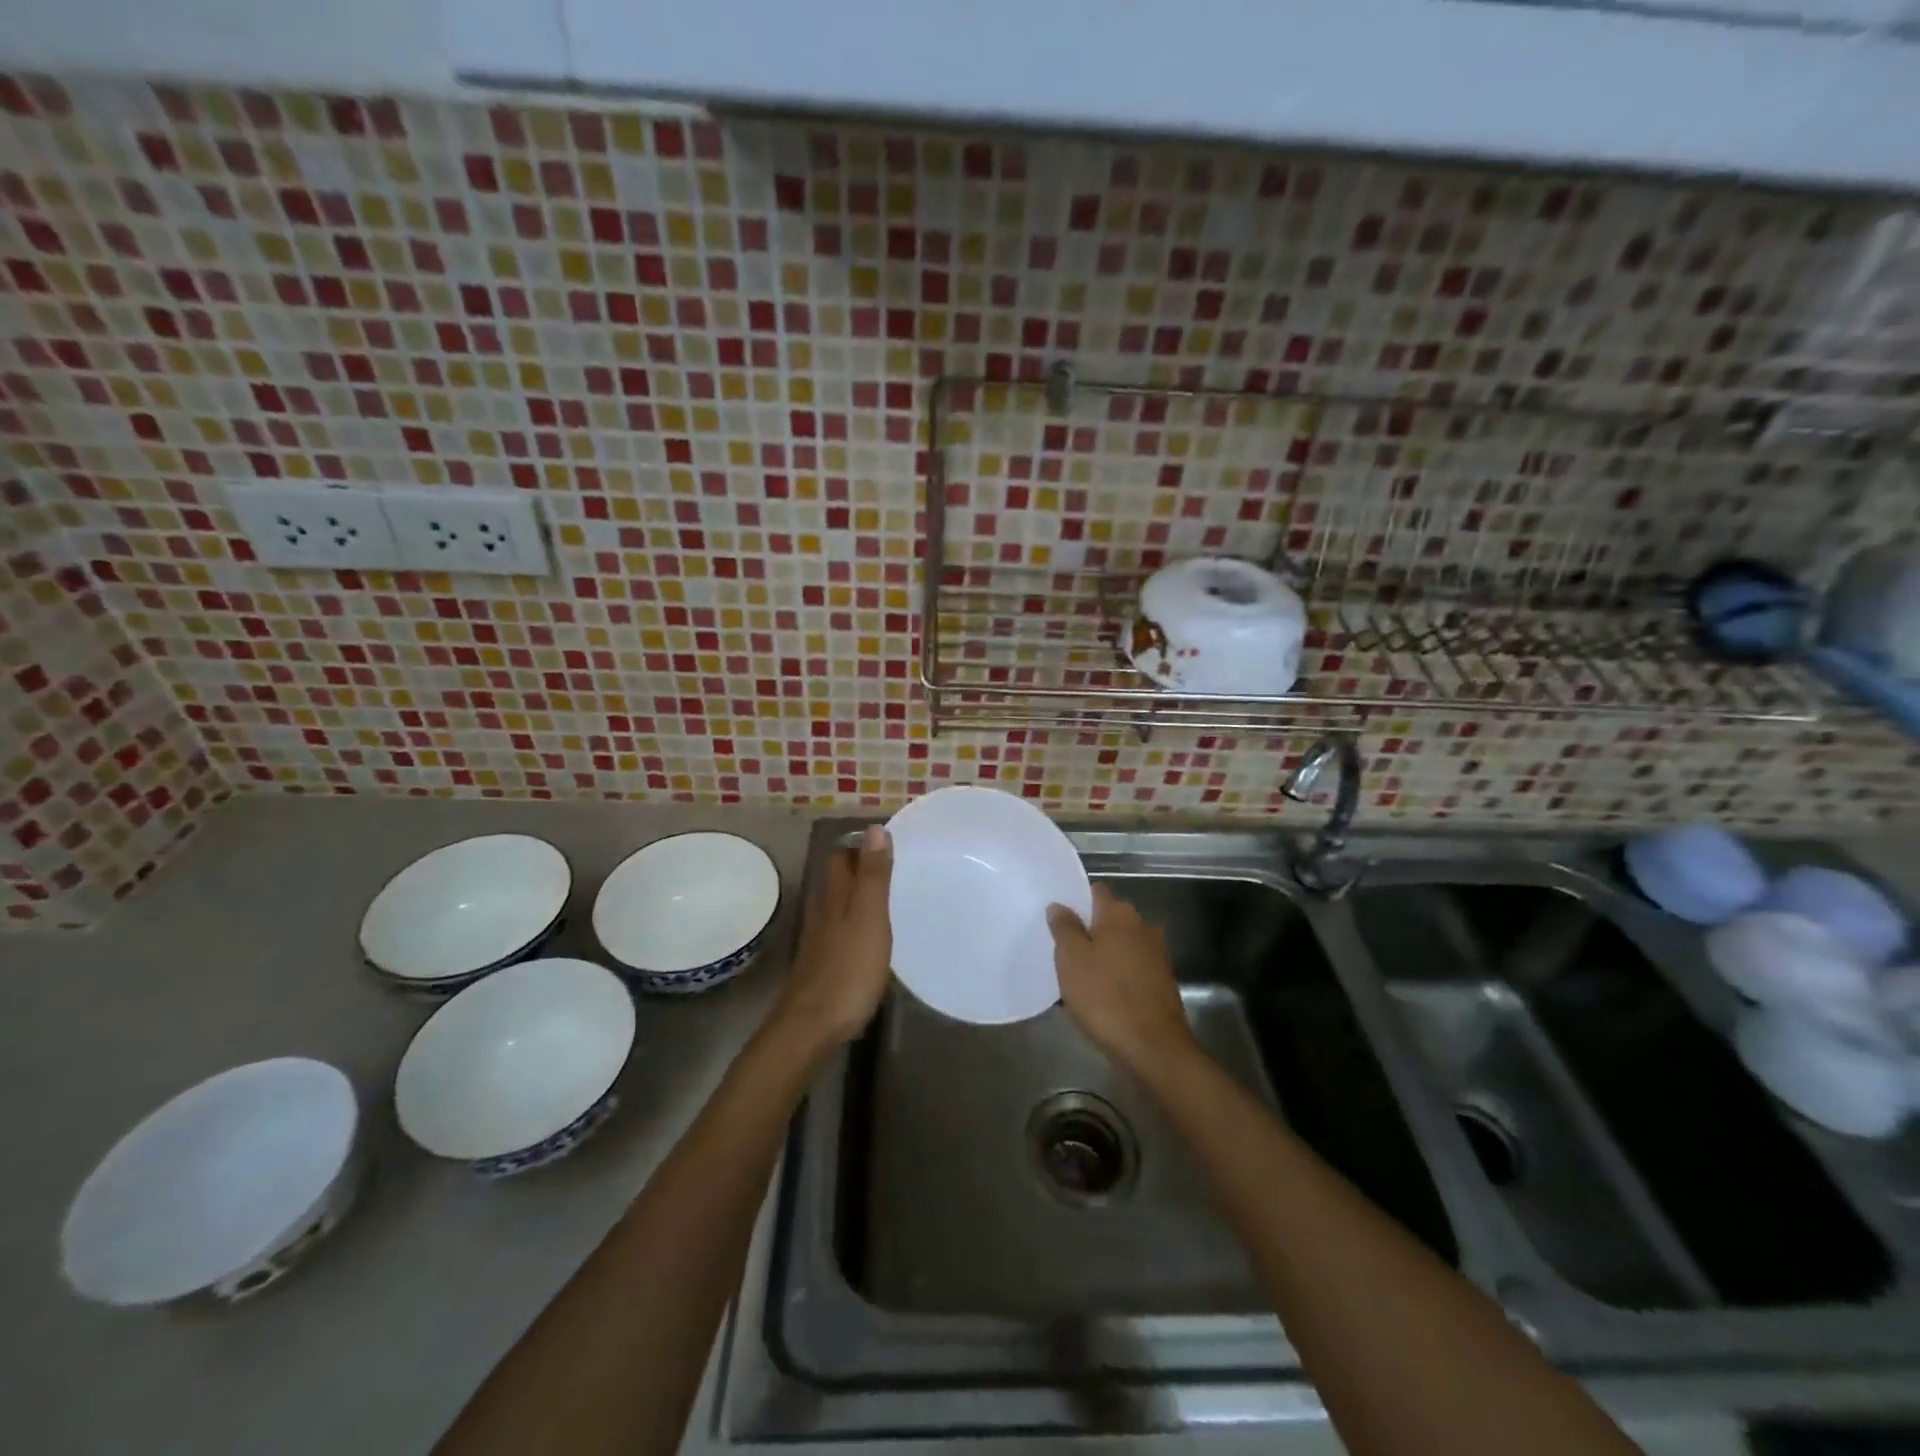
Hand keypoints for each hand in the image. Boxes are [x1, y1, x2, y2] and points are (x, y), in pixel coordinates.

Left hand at [773, 827, 892, 1051]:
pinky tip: (872, 936)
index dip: (861, 845)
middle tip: (895, 868)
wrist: (812, 1025)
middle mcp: (823, 910)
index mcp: (834, 894)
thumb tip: (875, 829)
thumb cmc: (848, 968)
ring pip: (838, 903)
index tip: (890, 843)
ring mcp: (820, 938)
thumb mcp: (869, 917)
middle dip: (860, 868)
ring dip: (858, 895)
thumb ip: (873, 875)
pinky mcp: (822, 962)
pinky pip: (840, 929)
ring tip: (889, 898)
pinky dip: (856, 923)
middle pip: (837, 878)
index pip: (842, 855)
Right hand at [1047, 885, 1195, 1077]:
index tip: (1058, 919)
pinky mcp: (1162, 980)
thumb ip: (1064, 927)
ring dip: (1104, 954)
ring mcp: (1156, 953)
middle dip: (1088, 929)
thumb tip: (1059, 905)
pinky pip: (1132, 967)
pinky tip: (1103, 994)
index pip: (1095, 891)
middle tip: (1063, 951)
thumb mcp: (1071, 960)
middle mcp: (1142, 926)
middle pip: (1109, 918)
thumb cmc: (1105, 997)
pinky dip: (1118, 974)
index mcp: (1119, 914)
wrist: (1154, 1047)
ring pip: (1121, 944)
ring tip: (1080, 976)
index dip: (1076, 901)